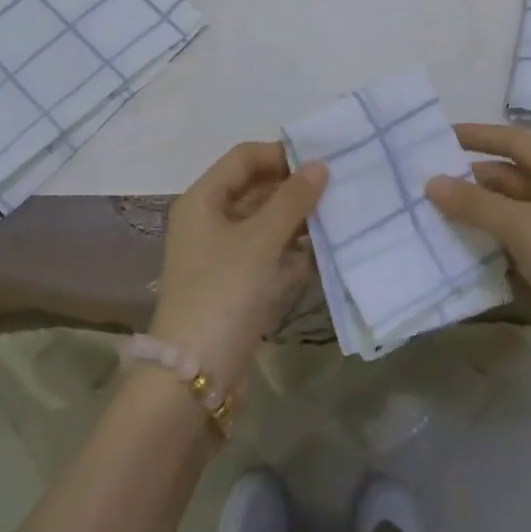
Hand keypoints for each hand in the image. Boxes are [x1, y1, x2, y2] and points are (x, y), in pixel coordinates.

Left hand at [149, 142, 327, 393]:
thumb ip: (292, 200)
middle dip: (293, 188)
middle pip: (254, 189)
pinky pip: (266, 256)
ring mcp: (220, 256)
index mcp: (203, 199)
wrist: (194, 377)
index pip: (244, 158)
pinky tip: (321, 255)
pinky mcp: (234, 287)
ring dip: (296, 221)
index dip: (280, 154)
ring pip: (263, 224)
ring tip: (336, 218)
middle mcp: (208, 221)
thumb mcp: (261, 240)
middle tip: (336, 189)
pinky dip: (290, 253)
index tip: (321, 161)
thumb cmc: (225, 292)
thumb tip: (319, 165)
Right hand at [427, 124, 530, 366]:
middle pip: (508, 175)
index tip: (437, 136)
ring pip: (511, 210)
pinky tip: (464, 250)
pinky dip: (493, 241)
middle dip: (470, 179)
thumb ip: (474, 203)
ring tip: (434, 216)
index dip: (476, 135)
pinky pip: (518, 240)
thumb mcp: (520, 226)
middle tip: (425, 184)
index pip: (511, 140)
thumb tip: (431, 182)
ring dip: (478, 212)